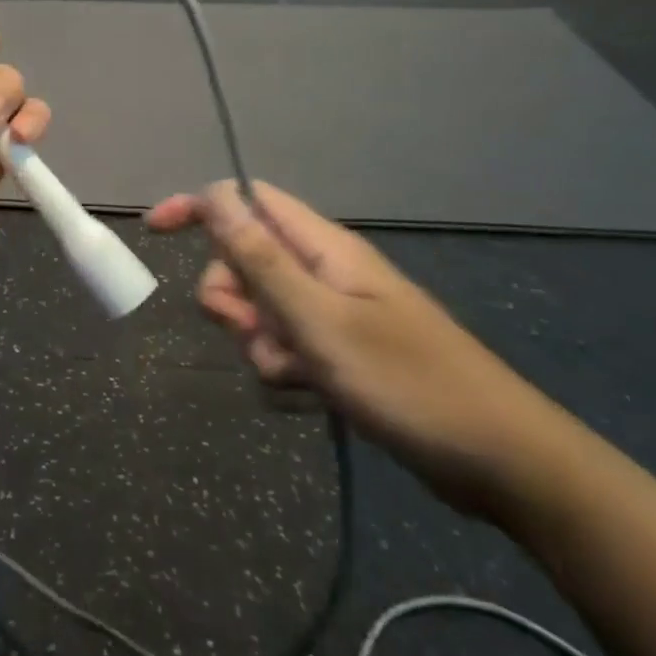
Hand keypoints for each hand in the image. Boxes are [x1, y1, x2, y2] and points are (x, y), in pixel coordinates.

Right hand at [147, 181, 567, 517]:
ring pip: (261, 310)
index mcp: (322, 247)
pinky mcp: (340, 351)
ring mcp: (333, 312)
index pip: (246, 200)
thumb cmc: (406, 382)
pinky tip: (311, 394)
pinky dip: (284, 367)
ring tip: (298, 374)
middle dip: (232, 298)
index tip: (155, 232)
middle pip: (245, 260)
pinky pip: (285, 346)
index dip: (198, 207)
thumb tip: (214, 195)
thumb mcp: (319, 320)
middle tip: (255, 333)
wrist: (499, 460)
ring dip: (260, 342)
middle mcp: (323, 270)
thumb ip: (260, 259)